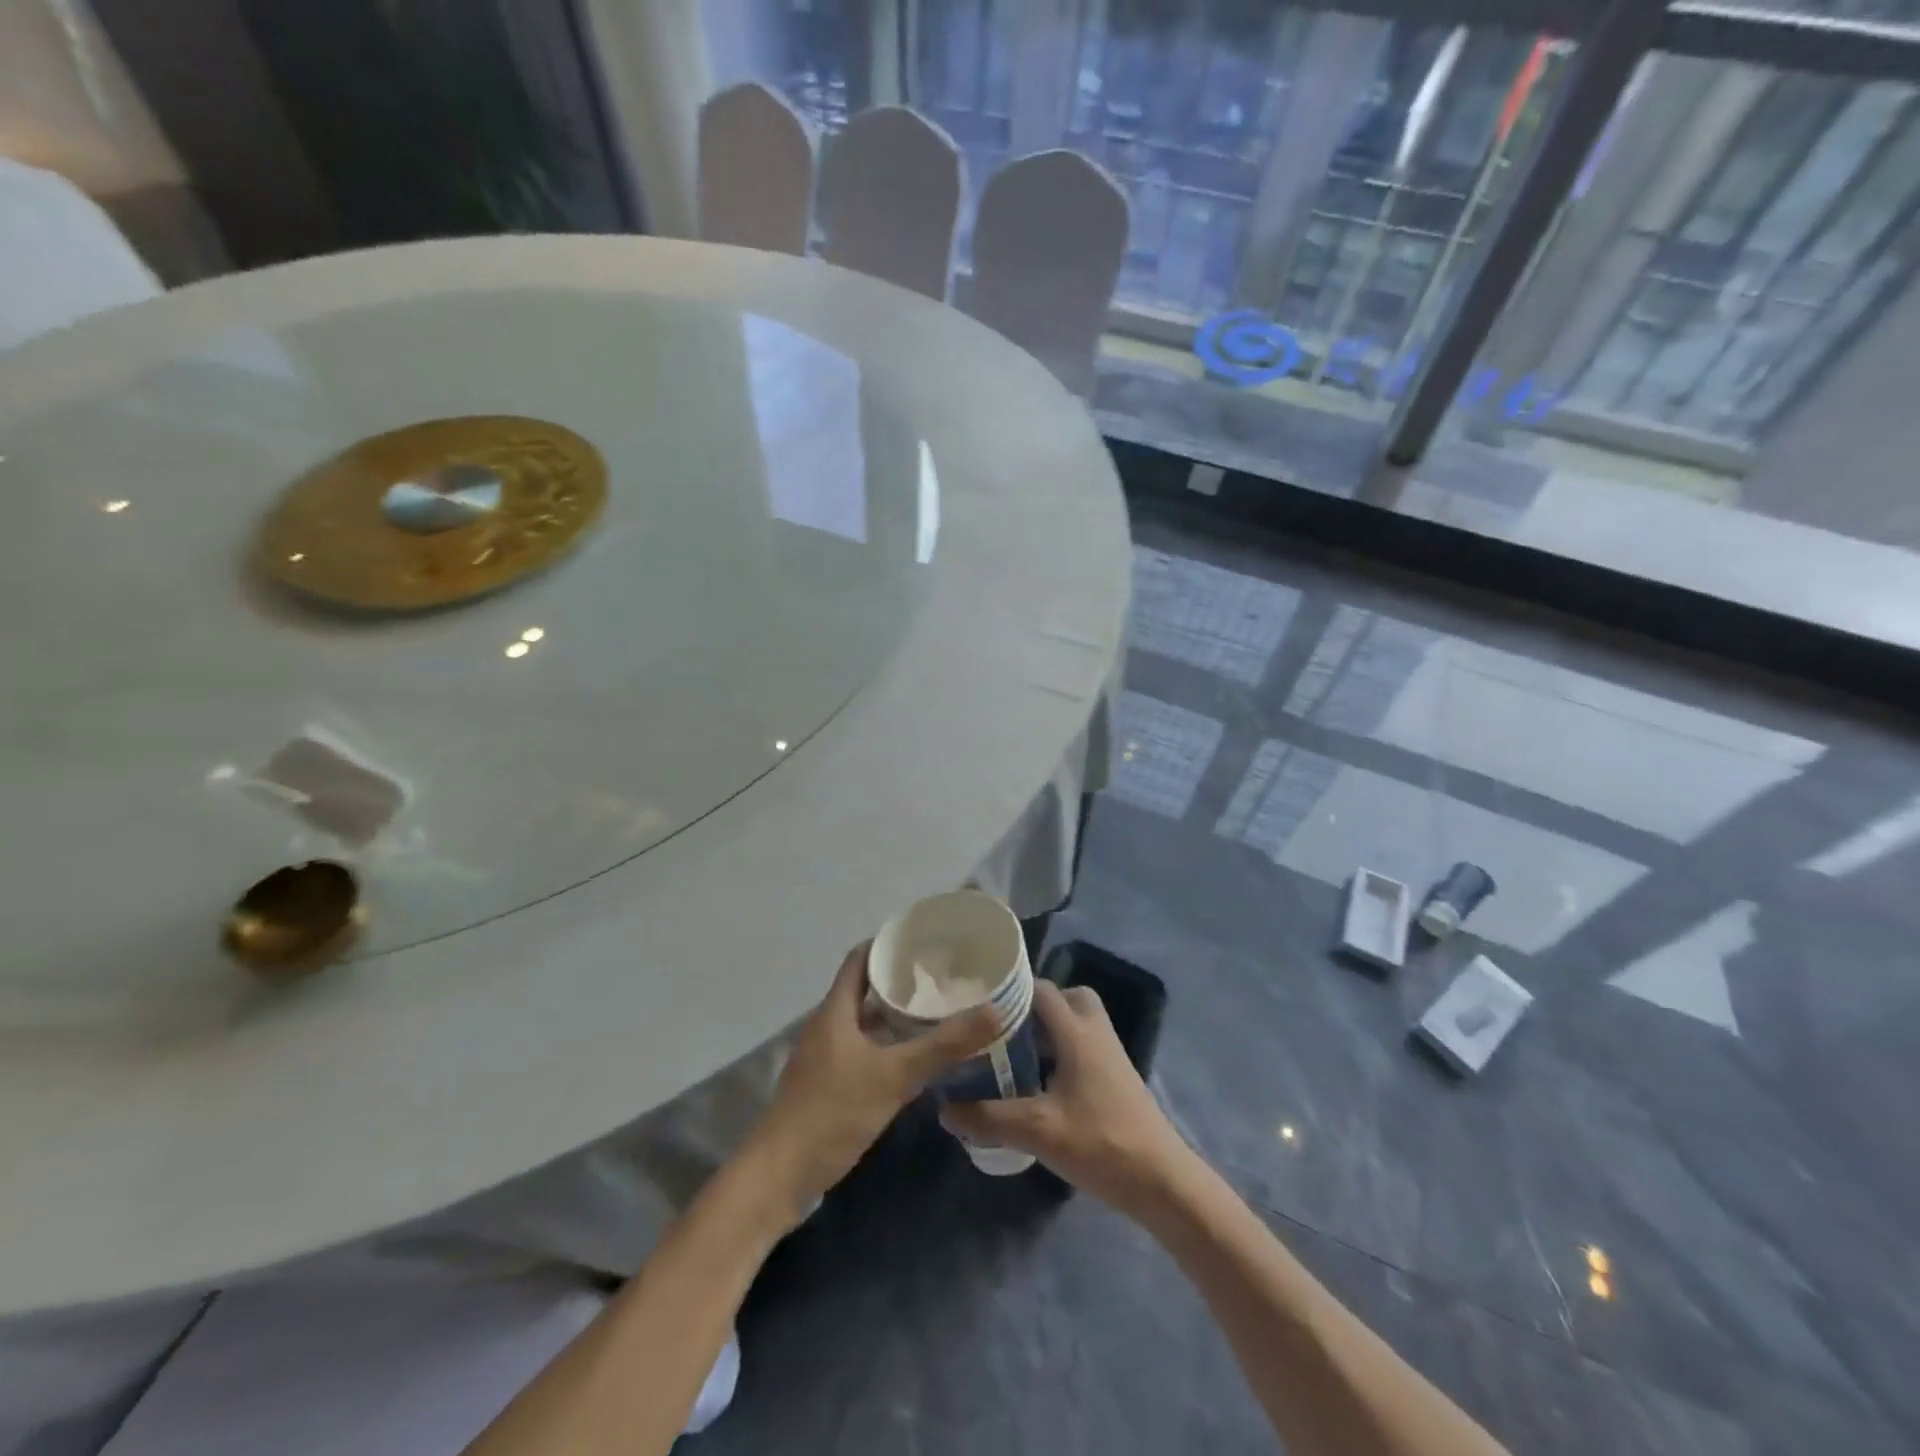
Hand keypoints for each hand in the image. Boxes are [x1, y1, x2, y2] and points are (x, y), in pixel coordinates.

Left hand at [744, 942, 1001, 1223]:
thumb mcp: (894, 1076)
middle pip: (864, 990)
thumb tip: (994, 1010)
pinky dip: (887, 1047)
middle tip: (943, 979)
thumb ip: (943, 1045)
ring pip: (864, 1024)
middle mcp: (827, 1027)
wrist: (778, 1177)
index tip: (925, 941)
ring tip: (937, 1014)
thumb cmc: (832, 1113)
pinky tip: (914, 1060)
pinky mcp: (826, 1087)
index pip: (861, 959)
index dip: (889, 945)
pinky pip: (862, 1052)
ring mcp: (824, 1058)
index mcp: (835, 1011)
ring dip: (895, 1017)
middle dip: (901, 982)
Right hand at [940, 981, 1190, 1217]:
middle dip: (1035, 1006)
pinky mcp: (1117, 1078)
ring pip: (1077, 1023)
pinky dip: (1062, 1053)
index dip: (1011, 989)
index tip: (978, 1001)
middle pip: (1066, 998)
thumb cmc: (1100, 1143)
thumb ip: (988, 1118)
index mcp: (1077, 1032)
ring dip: (1049, 1031)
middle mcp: (1095, 1033)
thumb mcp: (1036, 1131)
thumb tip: (943, 1108)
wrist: (1162, 1181)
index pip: (1042, 989)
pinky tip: (1039, 1084)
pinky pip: (1084, 1047)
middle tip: (1003, 1027)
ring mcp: (1111, 1056)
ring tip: (1013, 1053)